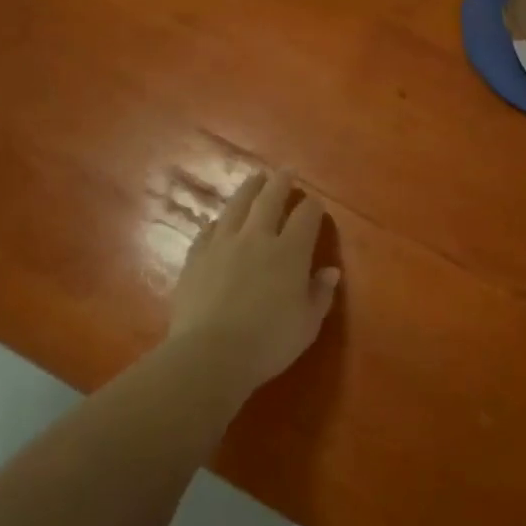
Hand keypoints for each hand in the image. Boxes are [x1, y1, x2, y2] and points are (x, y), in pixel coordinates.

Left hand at [169, 169, 340, 396]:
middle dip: (281, 182)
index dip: (313, 206)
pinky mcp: (196, 256)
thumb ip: (320, 294)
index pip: (306, 216)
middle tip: (286, 172)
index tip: (316, 203)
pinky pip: (209, 229)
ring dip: (250, 188)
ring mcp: (222, 243)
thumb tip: (330, 271)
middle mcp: (257, 237)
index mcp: (290, 251)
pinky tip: (220, 221)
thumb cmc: (268, 342)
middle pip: (270, 199)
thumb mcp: (308, 324)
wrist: (210, 354)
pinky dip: (220, 221)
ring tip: (255, 179)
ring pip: (238, 205)